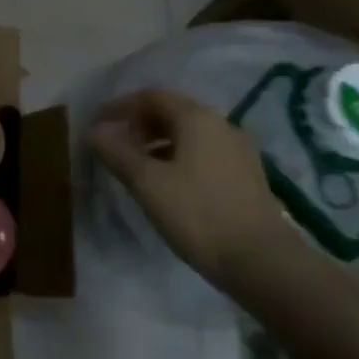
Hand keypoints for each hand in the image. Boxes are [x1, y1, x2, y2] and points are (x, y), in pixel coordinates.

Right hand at [87, 88, 289, 284]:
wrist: (263, 262)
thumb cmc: (198, 215)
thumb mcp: (148, 183)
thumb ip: (117, 153)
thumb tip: (95, 130)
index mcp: (196, 118)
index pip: (152, 96)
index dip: (121, 106)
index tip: (99, 123)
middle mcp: (220, 124)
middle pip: (173, 111)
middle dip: (140, 124)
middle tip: (116, 145)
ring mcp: (238, 149)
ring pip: (189, 133)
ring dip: (159, 141)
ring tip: (138, 166)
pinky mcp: (247, 174)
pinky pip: (204, 152)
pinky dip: (179, 156)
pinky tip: (169, 183)